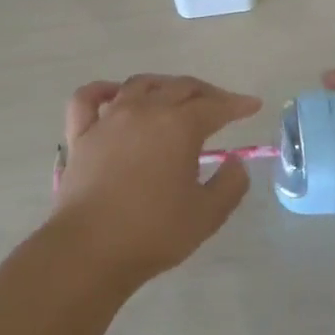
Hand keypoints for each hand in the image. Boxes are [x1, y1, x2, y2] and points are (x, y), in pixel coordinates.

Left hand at [48, 74, 262, 282]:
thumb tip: (235, 161)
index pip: (216, 106)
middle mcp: (145, 111)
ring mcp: (109, 120)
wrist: (89, 250)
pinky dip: (103, 90)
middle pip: (180, 87)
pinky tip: (115, 95)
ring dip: (164, 85)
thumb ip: (230, 184)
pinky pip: (88, 98)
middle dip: (206, 93)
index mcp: (179, 127)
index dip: (237, 104)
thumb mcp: (208, 214)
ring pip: (139, 85)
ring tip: (175, 97)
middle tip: (221, 105)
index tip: (253, 106)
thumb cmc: (154, 232)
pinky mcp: (81, 135)